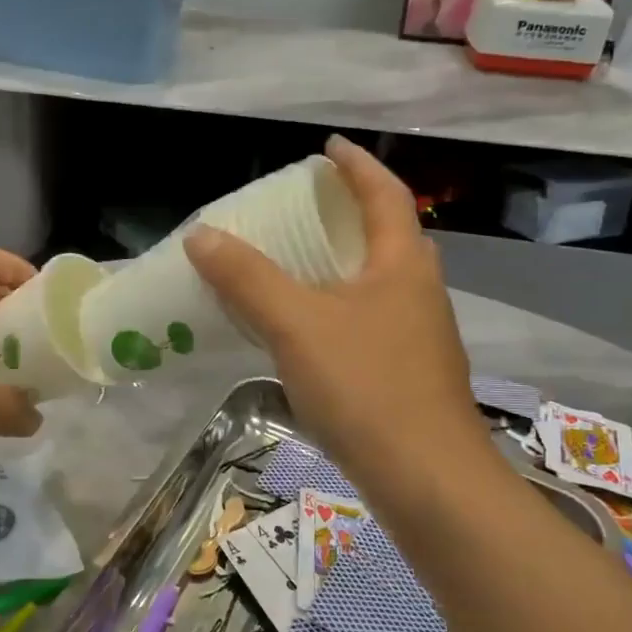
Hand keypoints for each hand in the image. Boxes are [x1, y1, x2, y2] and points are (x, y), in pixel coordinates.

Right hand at [185, 137, 494, 513]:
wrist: (429, 483)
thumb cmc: (366, 388)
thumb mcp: (296, 325)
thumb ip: (247, 279)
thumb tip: (202, 234)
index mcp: (402, 264)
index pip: (384, 193)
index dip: (355, 165)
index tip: (326, 147)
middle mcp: (419, 291)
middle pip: (388, 235)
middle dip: (351, 212)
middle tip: (307, 207)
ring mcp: (421, 337)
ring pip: (380, 282)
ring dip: (345, 264)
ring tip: (300, 265)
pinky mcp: (411, 376)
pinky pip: (372, 321)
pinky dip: (341, 308)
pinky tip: (311, 332)